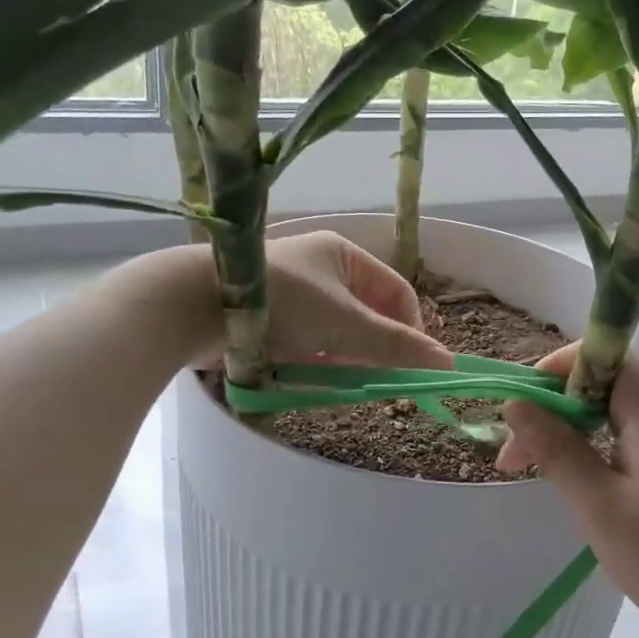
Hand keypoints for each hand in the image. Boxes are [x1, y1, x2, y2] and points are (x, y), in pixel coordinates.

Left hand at [259, 231, 452, 369]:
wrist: (191, 306)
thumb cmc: (280, 304)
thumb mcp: (345, 325)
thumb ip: (396, 346)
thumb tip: (447, 364)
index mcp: (344, 255)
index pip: (397, 293)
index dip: (411, 330)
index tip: (411, 367)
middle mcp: (321, 270)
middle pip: (368, 315)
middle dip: (373, 350)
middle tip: (376, 382)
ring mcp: (293, 294)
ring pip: (337, 334)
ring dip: (344, 360)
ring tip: (339, 382)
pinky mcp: (269, 317)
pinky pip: (308, 343)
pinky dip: (314, 362)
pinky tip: (309, 378)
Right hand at [496, 343, 638, 637]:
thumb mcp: (598, 505)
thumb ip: (555, 448)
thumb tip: (515, 403)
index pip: (600, 355)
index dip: (553, 372)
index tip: (518, 411)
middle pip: (604, 383)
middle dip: (554, 412)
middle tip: (514, 461)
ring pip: (617, 411)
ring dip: (575, 433)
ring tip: (542, 475)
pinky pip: (637, 432)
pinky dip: (602, 447)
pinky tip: (586, 483)